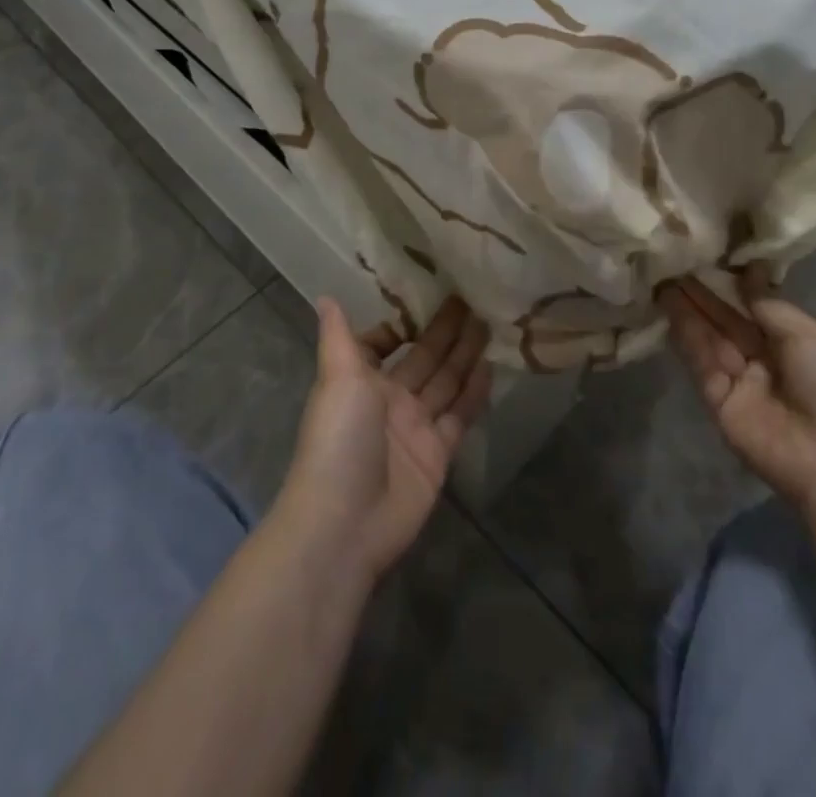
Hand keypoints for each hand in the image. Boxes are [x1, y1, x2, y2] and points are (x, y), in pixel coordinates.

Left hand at [275, 296, 493, 584]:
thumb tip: (325, 294)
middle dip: (444, 331)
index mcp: (361, 379)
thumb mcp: (337, 377)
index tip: (428, 294)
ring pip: (445, 381)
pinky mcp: (438, 452)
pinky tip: (491, 365)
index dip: (402, 323)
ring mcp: (415, 426)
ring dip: (464, 354)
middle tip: (473, 297)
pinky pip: (460, 414)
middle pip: (423, 357)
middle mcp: (389, 399)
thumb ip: (338, 336)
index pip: (383, 344)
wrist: (346, 521)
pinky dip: (475, 392)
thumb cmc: (339, 437)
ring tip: (489, 321)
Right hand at [662, 269, 815, 528]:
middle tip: (674, 261)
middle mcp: (760, 356)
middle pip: (725, 319)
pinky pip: (700, 361)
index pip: (751, 306)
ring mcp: (737, 378)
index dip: (730, 283)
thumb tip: (747, 271)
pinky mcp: (716, 398)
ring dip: (687, 308)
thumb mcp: (807, 334)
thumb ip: (767, 304)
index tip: (706, 254)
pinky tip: (670, 307)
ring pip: (708, 336)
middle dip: (702, 292)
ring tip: (663, 277)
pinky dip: (685, 335)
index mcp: (788, 341)